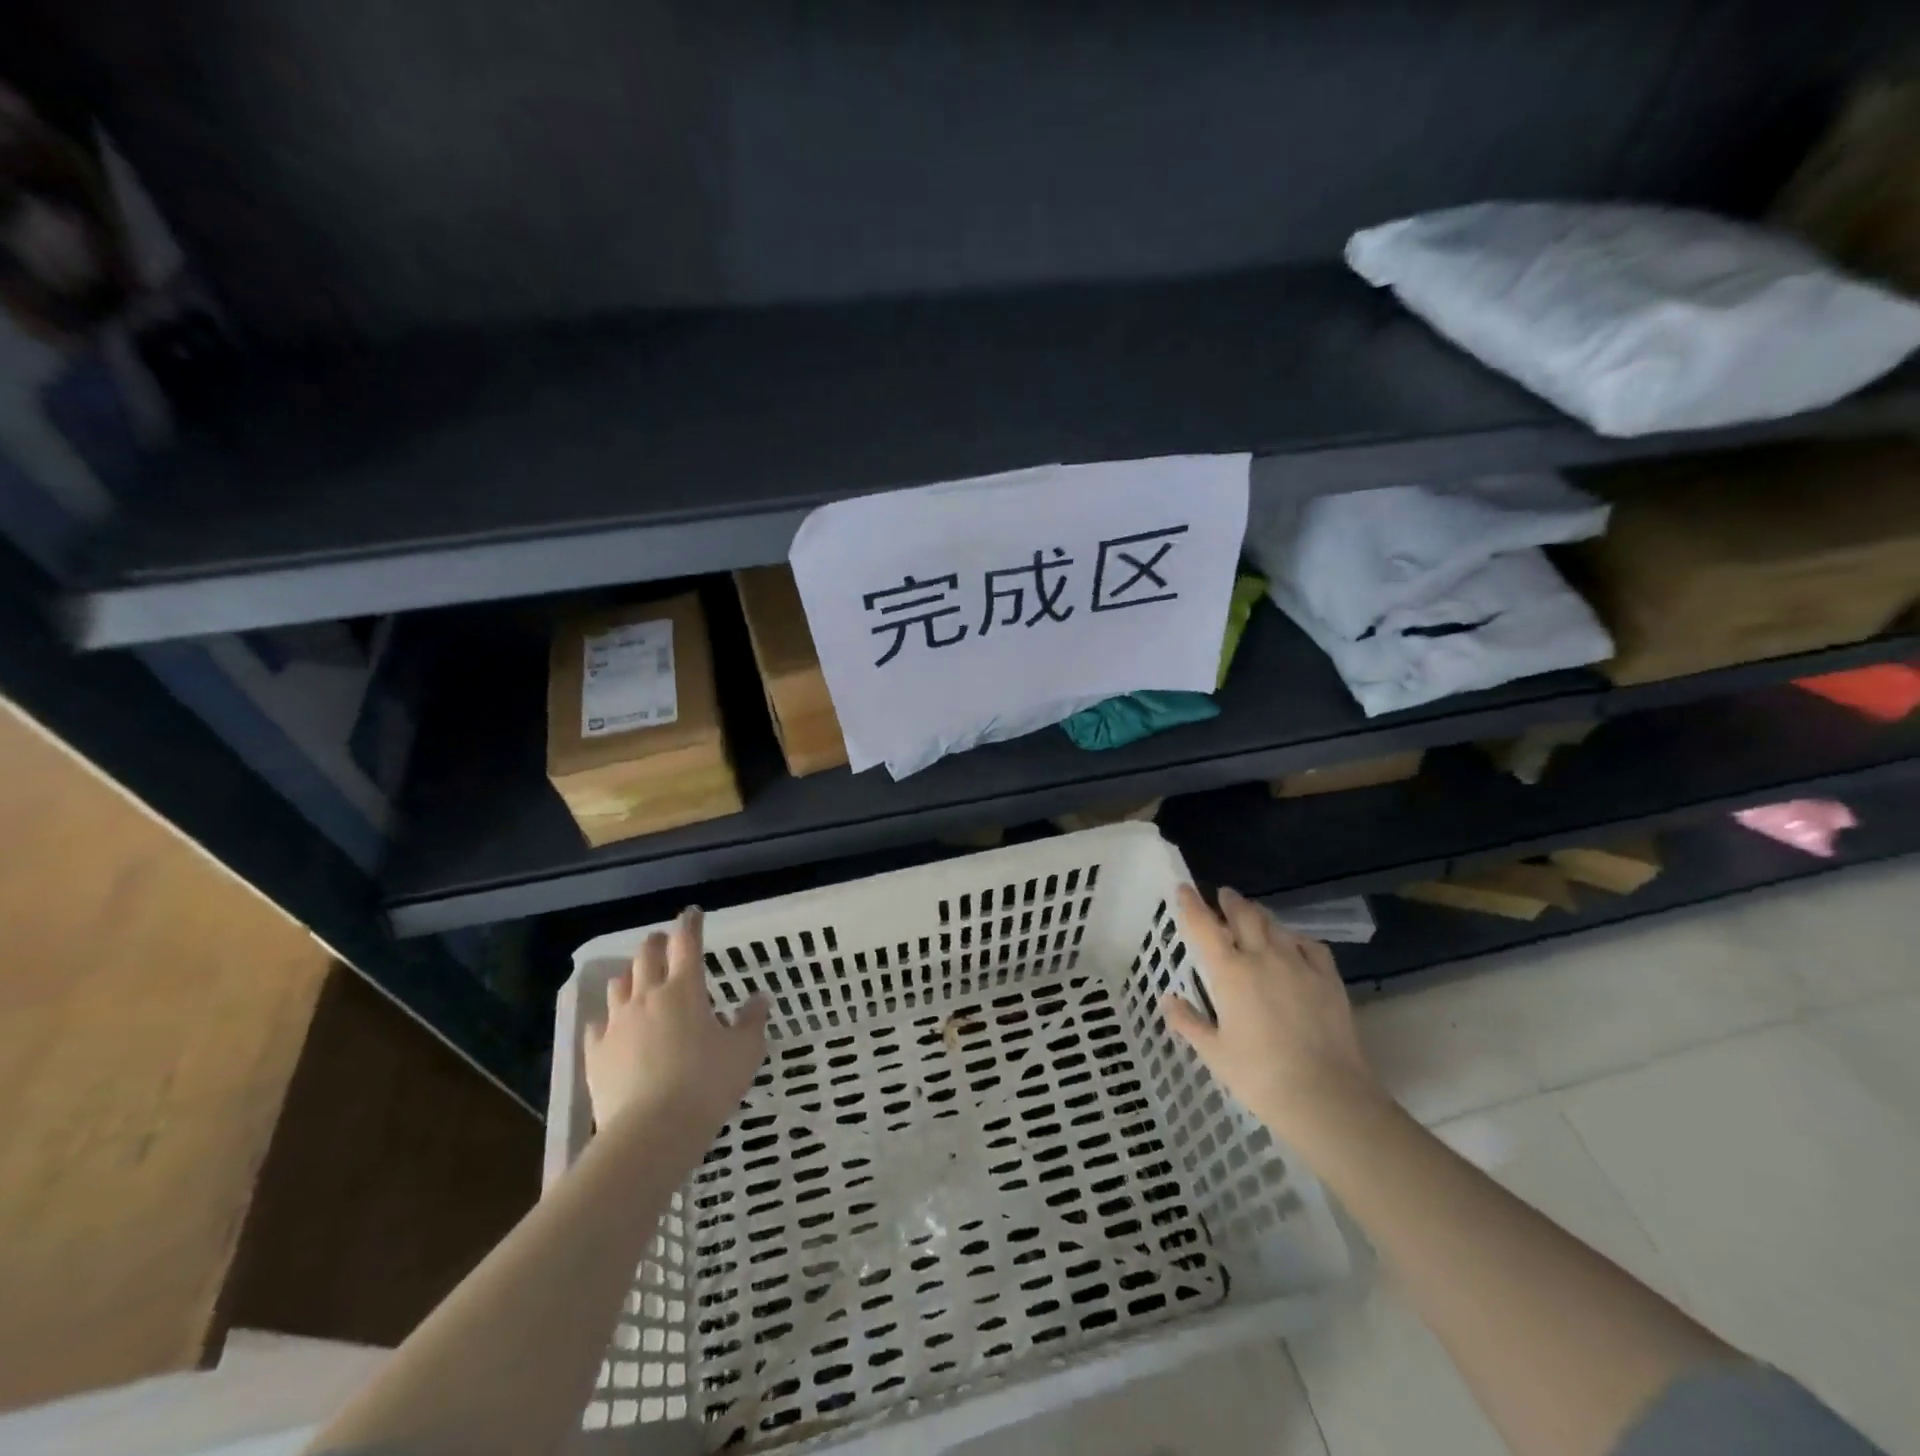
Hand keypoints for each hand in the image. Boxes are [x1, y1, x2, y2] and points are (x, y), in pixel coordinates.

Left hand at [583, 908, 768, 1135]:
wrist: (652, 1131)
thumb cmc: (707, 1084)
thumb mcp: (745, 1051)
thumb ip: (752, 1021)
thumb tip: (758, 998)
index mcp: (685, 990)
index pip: (687, 943)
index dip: (690, 924)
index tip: (691, 913)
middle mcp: (647, 997)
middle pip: (646, 956)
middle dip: (655, 943)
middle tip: (662, 940)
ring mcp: (617, 1024)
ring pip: (618, 985)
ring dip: (630, 975)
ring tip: (636, 978)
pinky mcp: (596, 1054)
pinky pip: (597, 1025)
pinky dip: (606, 1019)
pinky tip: (609, 1025)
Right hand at [1161, 885, 1383, 1140]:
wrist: (1326, 1096)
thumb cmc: (1259, 1076)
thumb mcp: (1214, 1052)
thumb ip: (1189, 1022)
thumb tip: (1168, 1000)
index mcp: (1229, 972)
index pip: (1204, 926)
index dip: (1191, 904)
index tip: (1184, 888)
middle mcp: (1262, 957)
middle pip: (1244, 915)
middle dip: (1231, 901)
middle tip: (1224, 895)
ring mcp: (1299, 965)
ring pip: (1275, 926)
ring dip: (1260, 916)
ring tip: (1254, 915)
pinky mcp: (1328, 979)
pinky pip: (1310, 945)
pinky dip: (1295, 938)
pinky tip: (1294, 945)